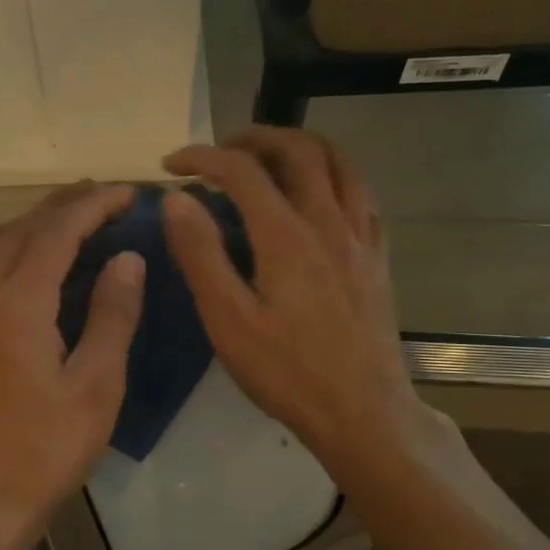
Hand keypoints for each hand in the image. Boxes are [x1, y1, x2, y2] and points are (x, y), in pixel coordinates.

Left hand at [0, 182, 144, 549]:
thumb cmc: (44, 452)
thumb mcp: (96, 387)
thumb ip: (112, 316)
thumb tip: (127, 259)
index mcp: (17, 304)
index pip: (58, 233)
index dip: (94, 207)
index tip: (127, 193)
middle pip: (16, 234)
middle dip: (58, 208)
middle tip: (96, 198)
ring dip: (17, 229)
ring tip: (49, 225)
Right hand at [162, 127, 426, 477]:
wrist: (362, 412)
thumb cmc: (287, 372)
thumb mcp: (228, 321)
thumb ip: (201, 255)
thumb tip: (176, 200)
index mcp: (286, 236)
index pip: (241, 170)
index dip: (202, 157)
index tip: (172, 166)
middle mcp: (328, 222)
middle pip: (298, 150)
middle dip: (254, 137)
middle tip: (221, 150)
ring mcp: (360, 238)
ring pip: (340, 162)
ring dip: (301, 146)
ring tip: (271, 157)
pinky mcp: (377, 258)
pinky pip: (363, 194)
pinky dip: (335, 175)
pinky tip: (319, 194)